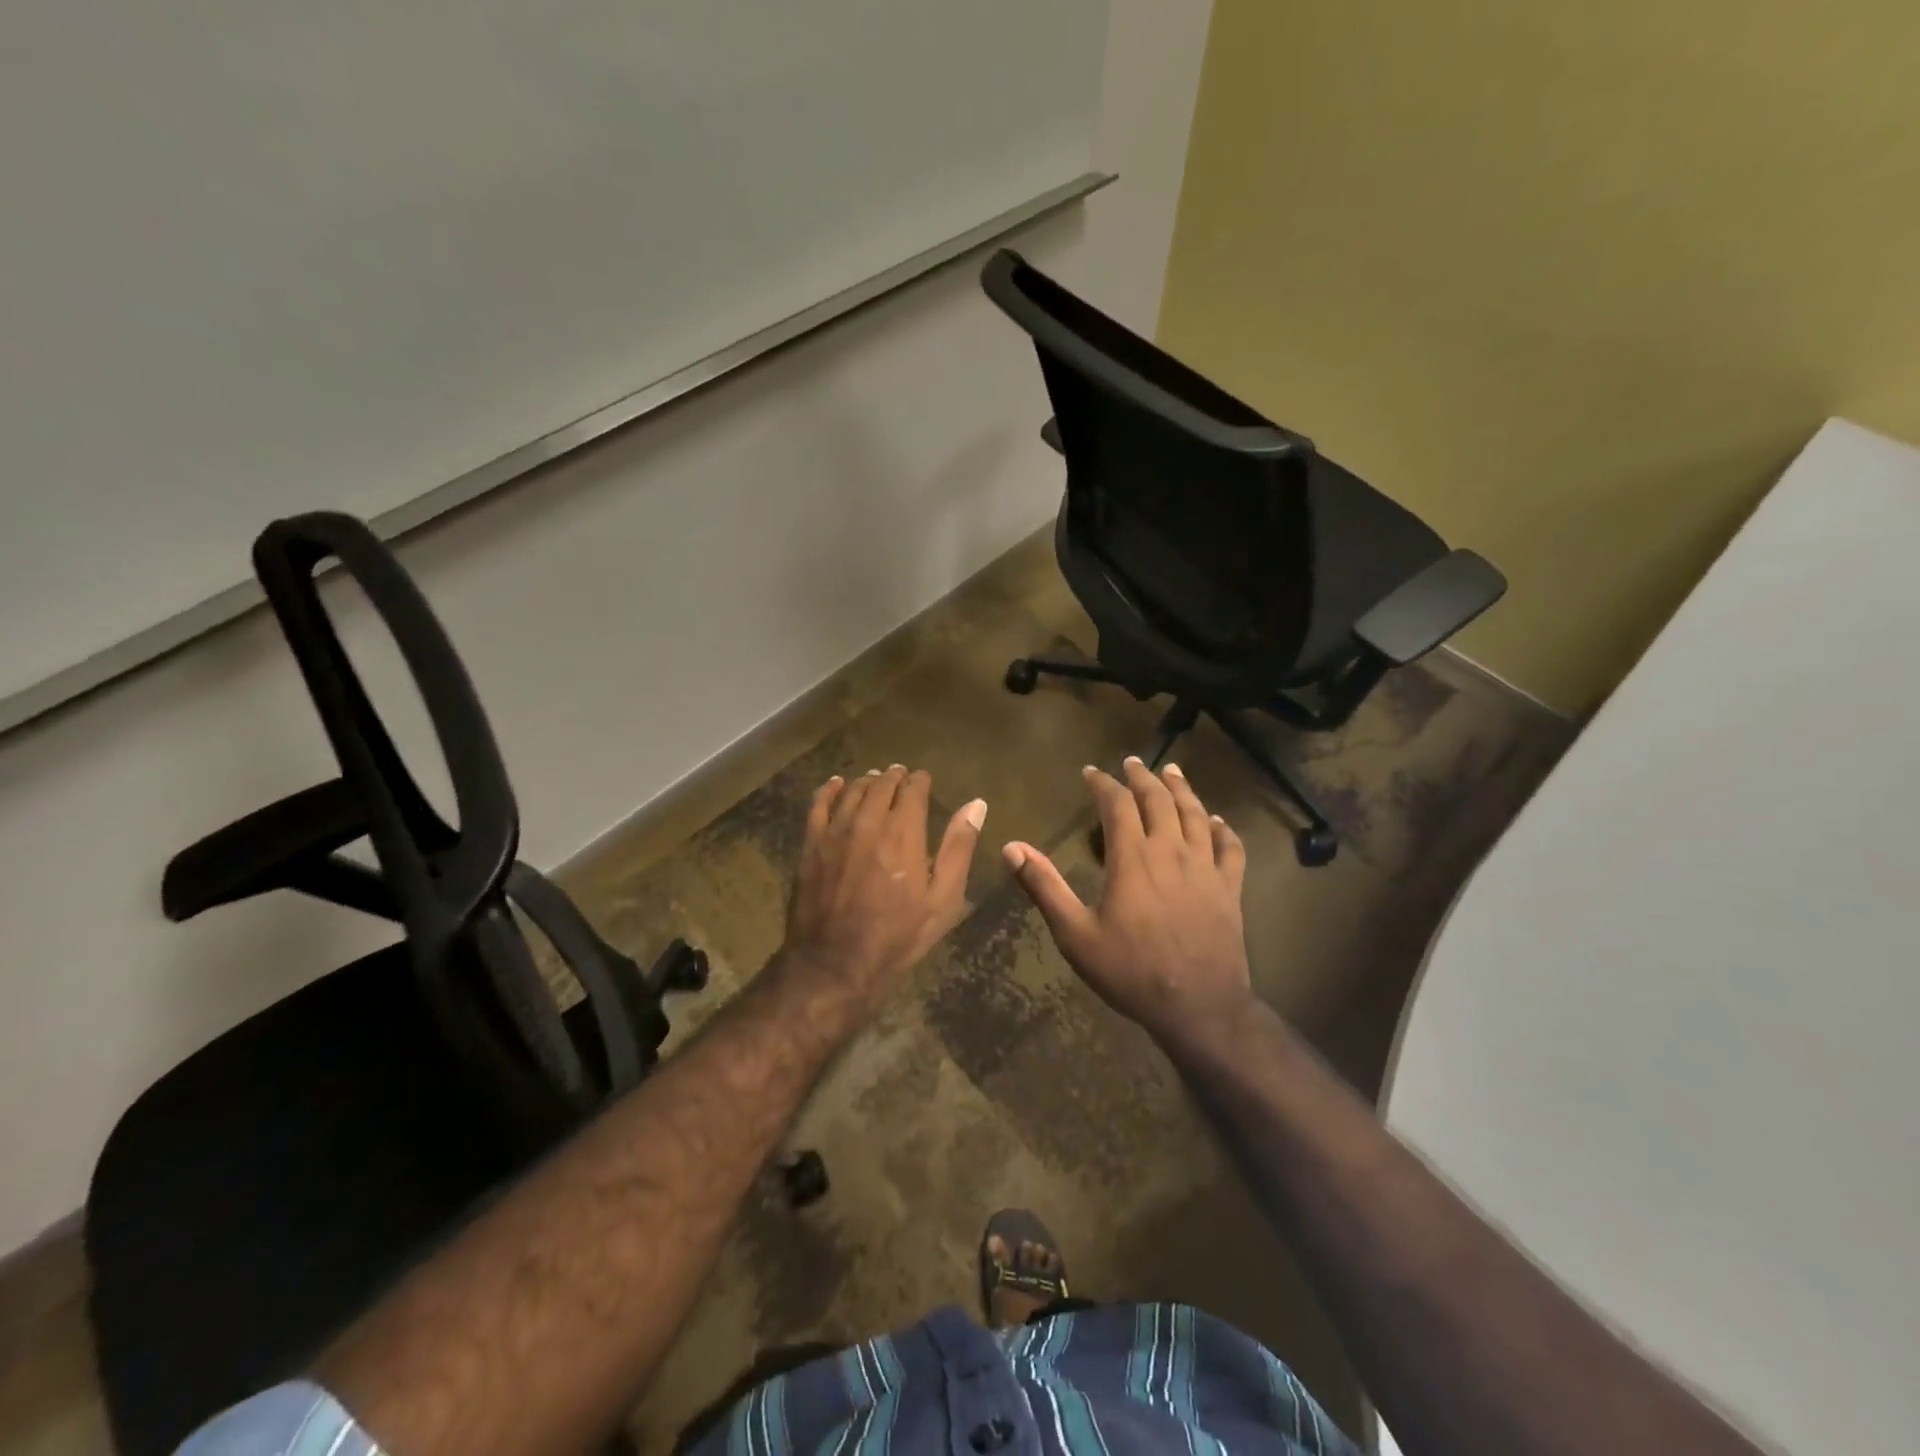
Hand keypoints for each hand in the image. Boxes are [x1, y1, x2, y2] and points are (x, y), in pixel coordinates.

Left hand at [781, 765, 985, 1010]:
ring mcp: (835, 830)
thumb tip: (976, 805)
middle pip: (882, 785)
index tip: (924, 780)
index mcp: (904, 831)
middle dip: (894, 777)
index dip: (920, 781)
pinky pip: (819, 804)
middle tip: (901, 776)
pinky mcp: (810, 844)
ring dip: (867, 781)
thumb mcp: (942, 899)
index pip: (913, 789)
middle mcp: (869, 821)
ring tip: (875, 780)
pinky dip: (830, 789)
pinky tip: (836, 784)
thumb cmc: (897, 935)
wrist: (834, 962)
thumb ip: (958, 848)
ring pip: (852, 791)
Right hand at [1002, 758, 1251, 1043]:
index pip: (1117, 805)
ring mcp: (1205, 868)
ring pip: (1196, 815)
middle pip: (1159, 800)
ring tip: (1172, 771)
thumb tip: (1011, 847)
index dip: (1103, 784)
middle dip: (1142, 777)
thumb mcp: (1075, 934)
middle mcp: (1171, 851)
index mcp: (1133, 858)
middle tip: (1131, 762)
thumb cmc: (1130, 971)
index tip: (1091, 772)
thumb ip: (1044, 887)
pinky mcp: (1230, 888)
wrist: (1198, 1007)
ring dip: (1182, 789)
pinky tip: (1216, 821)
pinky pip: (1230, 848)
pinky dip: (1223, 829)